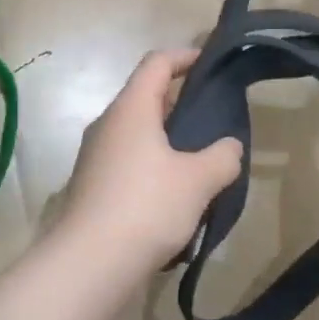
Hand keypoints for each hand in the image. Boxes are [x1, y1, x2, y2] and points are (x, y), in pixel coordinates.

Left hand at [52, 50, 242, 276]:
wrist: (89, 262)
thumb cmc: (147, 206)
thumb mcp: (198, 180)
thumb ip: (223, 156)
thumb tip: (229, 147)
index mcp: (130, 108)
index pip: (157, 63)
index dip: (185, 57)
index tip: (210, 63)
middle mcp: (107, 124)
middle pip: (145, 96)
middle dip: (179, 100)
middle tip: (213, 114)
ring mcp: (95, 155)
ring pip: (136, 131)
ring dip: (166, 136)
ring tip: (200, 155)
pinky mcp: (92, 185)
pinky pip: (127, 159)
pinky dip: (152, 161)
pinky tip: (174, 191)